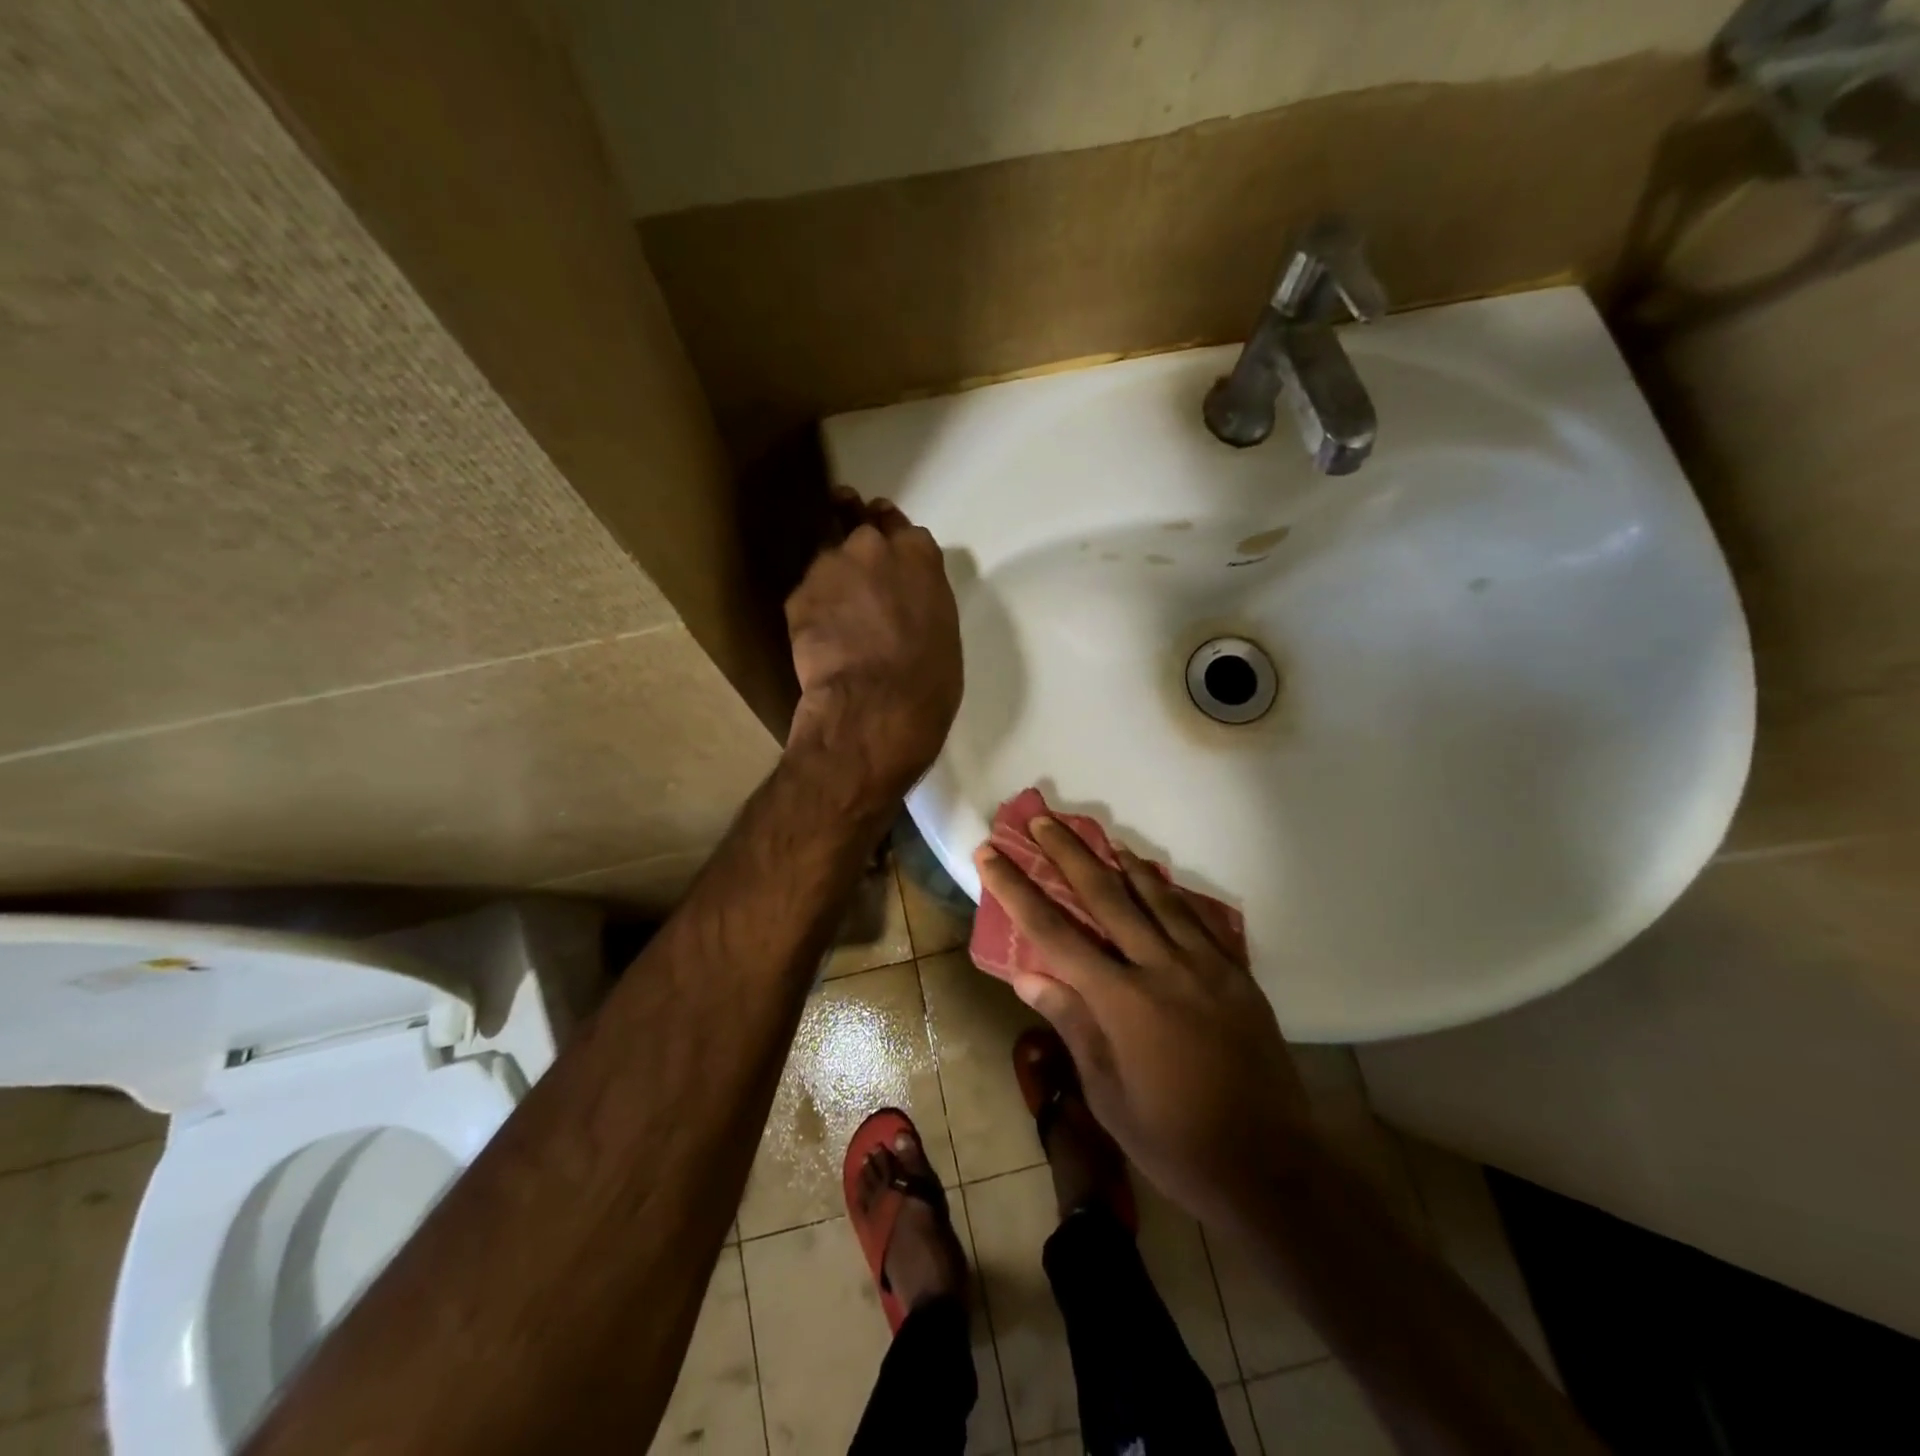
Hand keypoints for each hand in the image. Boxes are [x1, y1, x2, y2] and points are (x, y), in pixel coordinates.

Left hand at [785, 492, 961, 809]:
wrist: (876, 706)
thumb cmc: (928, 678)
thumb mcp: (941, 628)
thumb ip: (920, 597)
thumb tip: (903, 602)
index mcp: (919, 554)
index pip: (898, 524)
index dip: (888, 531)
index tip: (882, 537)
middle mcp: (872, 547)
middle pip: (859, 531)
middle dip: (857, 547)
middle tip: (856, 569)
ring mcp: (831, 567)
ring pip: (828, 562)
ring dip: (833, 582)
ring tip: (836, 617)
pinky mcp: (799, 595)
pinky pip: (808, 596)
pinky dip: (813, 611)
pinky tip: (820, 640)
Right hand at [974, 819, 1309, 1230]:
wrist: (1269, 1166)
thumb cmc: (1173, 1140)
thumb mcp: (1108, 1094)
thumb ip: (1072, 1024)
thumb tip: (1028, 976)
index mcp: (1121, 1001)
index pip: (1054, 932)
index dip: (1017, 889)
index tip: (992, 854)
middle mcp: (1161, 968)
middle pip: (1106, 896)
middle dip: (1069, 854)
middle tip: (1044, 819)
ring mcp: (1205, 967)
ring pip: (1157, 898)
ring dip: (1124, 864)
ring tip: (1102, 836)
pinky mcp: (1237, 974)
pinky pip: (1199, 919)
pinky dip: (1172, 894)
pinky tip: (1159, 880)